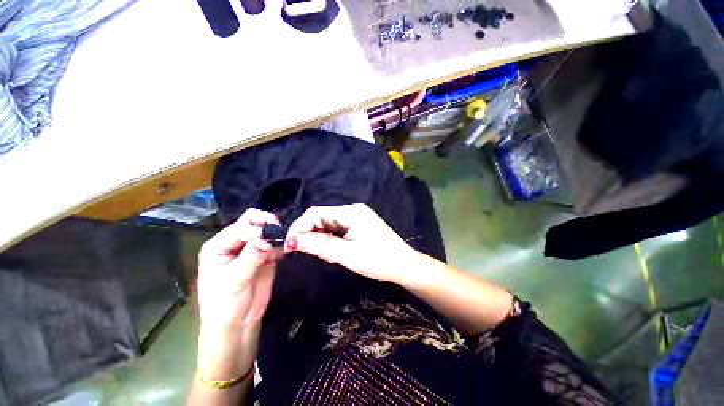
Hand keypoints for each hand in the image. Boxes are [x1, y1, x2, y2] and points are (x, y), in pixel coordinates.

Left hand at [197, 208, 280, 329]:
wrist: (237, 324)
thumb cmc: (224, 304)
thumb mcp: (234, 280)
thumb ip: (250, 257)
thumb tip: (266, 238)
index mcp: (219, 246)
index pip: (239, 227)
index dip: (256, 228)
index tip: (271, 236)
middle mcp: (234, 243)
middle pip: (252, 222)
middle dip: (267, 224)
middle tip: (280, 233)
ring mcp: (251, 249)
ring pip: (266, 232)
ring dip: (276, 235)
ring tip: (284, 243)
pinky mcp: (265, 257)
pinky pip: (275, 245)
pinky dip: (281, 245)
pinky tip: (284, 252)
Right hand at [285, 203, 418, 284]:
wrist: (403, 265)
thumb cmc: (377, 260)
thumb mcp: (346, 254)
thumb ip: (319, 245)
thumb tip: (292, 240)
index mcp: (350, 211)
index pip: (315, 213)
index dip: (299, 227)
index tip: (290, 245)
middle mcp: (353, 209)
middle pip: (322, 217)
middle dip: (312, 235)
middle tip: (312, 254)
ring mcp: (357, 215)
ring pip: (329, 224)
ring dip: (323, 239)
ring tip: (331, 256)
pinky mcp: (359, 223)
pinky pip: (338, 228)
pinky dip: (332, 239)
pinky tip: (338, 252)